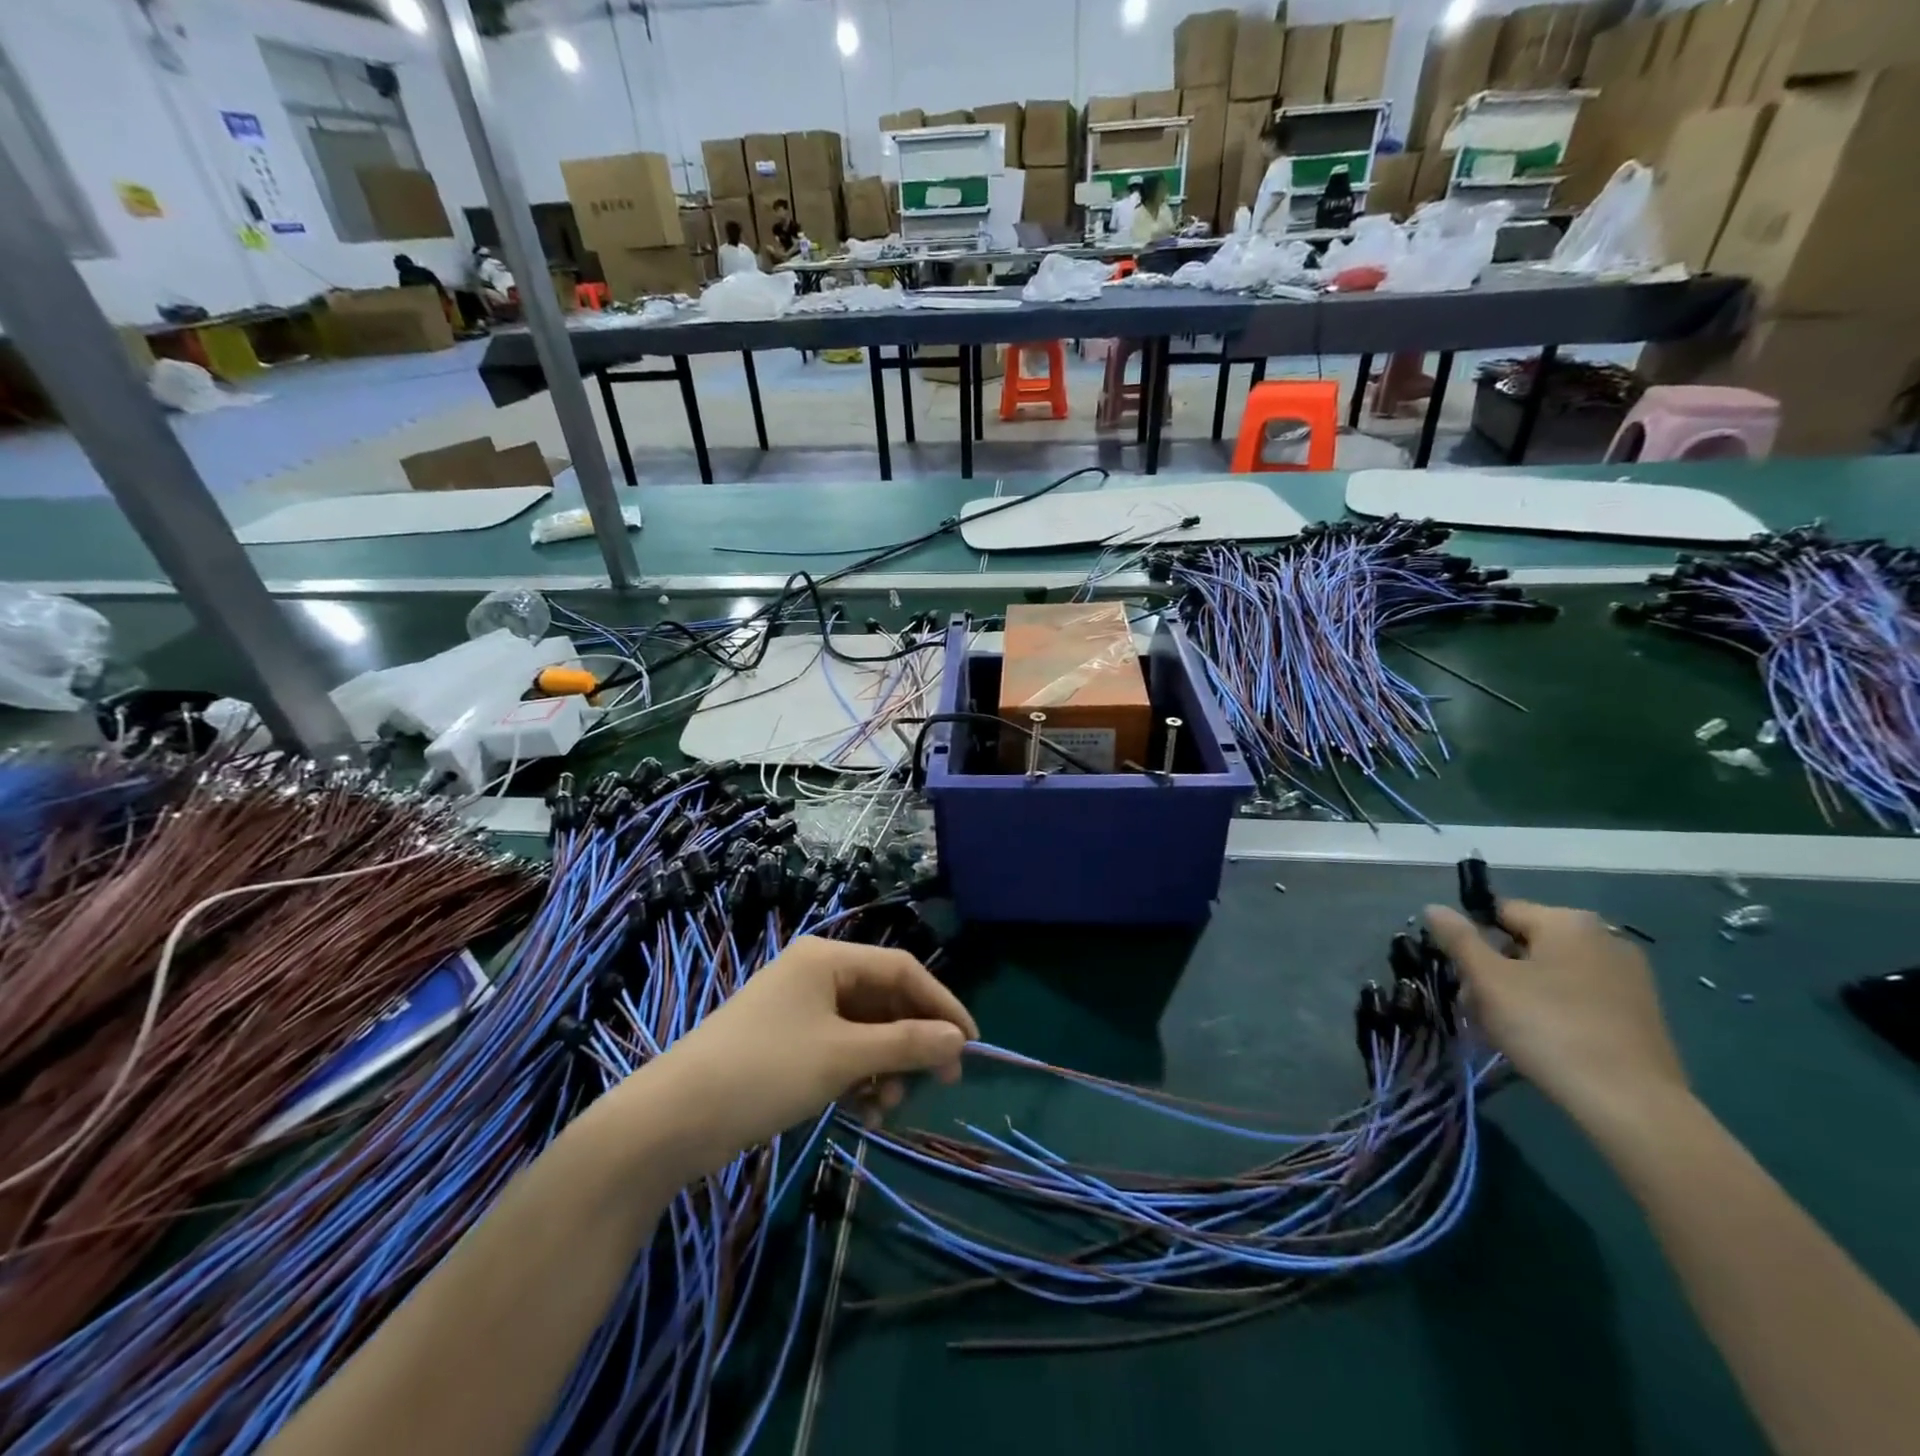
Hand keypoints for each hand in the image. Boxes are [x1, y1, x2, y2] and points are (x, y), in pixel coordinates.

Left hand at [633, 937, 976, 1175]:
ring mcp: (799, 1010)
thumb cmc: (766, 1070)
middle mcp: (815, 975)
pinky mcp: (786, 1044)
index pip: (901, 969)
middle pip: (883, 1000)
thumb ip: (906, 1044)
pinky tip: (864, 1112)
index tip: (970, 1043)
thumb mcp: (843, 1056)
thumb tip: (959, 1039)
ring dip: (885, 1066)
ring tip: (887, 1106)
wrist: (673, 1119)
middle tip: (940, 1082)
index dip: (941, 1003)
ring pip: (863, 1031)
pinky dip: (858, 1078)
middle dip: (912, 1042)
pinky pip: (839, 1052)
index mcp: (827, 959)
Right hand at [1424, 900, 1688, 1132]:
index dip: (1471, 940)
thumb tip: (1434, 907)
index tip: (1461, 976)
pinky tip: (1543, 1042)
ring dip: (1521, 992)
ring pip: (1551, 973)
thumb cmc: (1549, 1028)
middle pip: (1526, 944)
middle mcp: (1604, 938)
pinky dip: (1554, 1009)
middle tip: (1478, 1008)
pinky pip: (1579, 997)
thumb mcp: (1488, 980)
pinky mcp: (1641, 1013)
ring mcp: (1629, 977)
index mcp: (1568, 921)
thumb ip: (1458, 938)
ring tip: (1505, 1030)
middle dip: (1495, 971)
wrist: (1632, 1104)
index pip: (1500, 913)